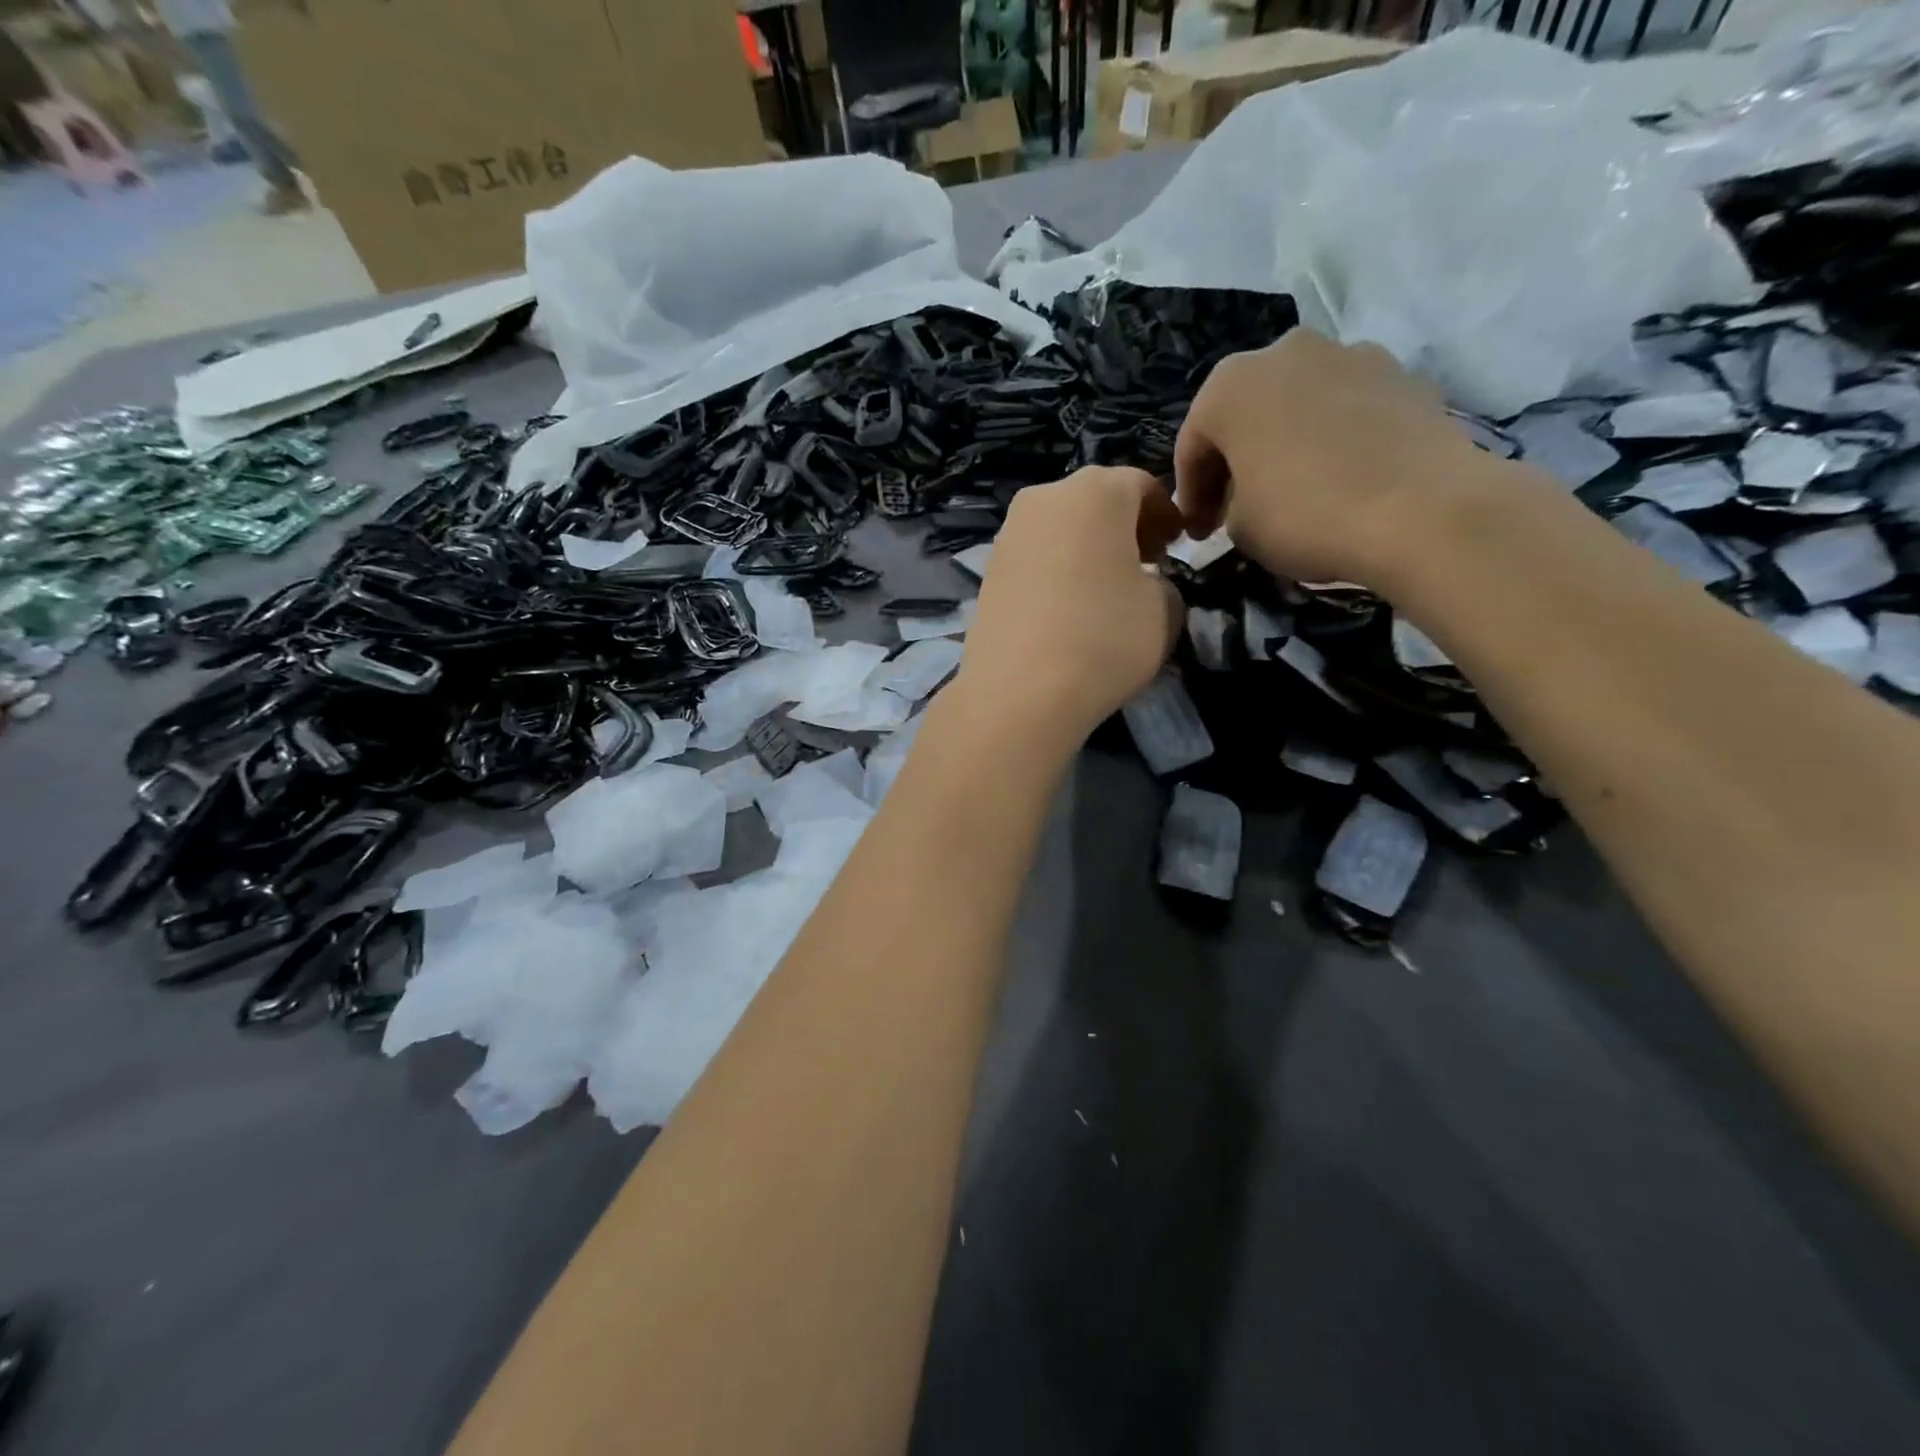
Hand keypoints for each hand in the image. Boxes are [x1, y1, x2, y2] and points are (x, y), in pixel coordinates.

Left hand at [954, 466, 1183, 750]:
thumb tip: (1144, 583)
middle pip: (1095, 499)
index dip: (1165, 514)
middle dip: (1124, 525)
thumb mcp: (1165, 611)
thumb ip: (1164, 583)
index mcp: (1096, 492)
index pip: (1141, 485)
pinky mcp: (988, 569)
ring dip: (1088, 546)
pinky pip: (1035, 555)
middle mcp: (1045, 498)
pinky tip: (1067, 606)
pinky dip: (1057, 567)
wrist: (1018, 692)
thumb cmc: (1103, 641)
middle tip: (1144, 562)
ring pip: (1061, 526)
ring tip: (1104, 588)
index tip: (1176, 546)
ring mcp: (1009, 533)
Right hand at [1173, 329, 1488, 589]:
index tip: (1198, 533)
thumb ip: (1228, 507)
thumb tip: (1242, 504)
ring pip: (1299, 404)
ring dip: (1287, 442)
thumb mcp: (1239, 529)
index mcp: (1230, 386)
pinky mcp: (1403, 374)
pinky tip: (1342, 478)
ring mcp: (1351, 354)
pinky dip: (1336, 439)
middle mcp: (1286, 352)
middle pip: (1246, 413)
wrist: (1422, 510)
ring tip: (1294, 489)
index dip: (1191, 495)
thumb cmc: (1305, 515)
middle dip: (1237, 460)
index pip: (1193, 446)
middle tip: (1238, 507)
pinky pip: (1349, 410)